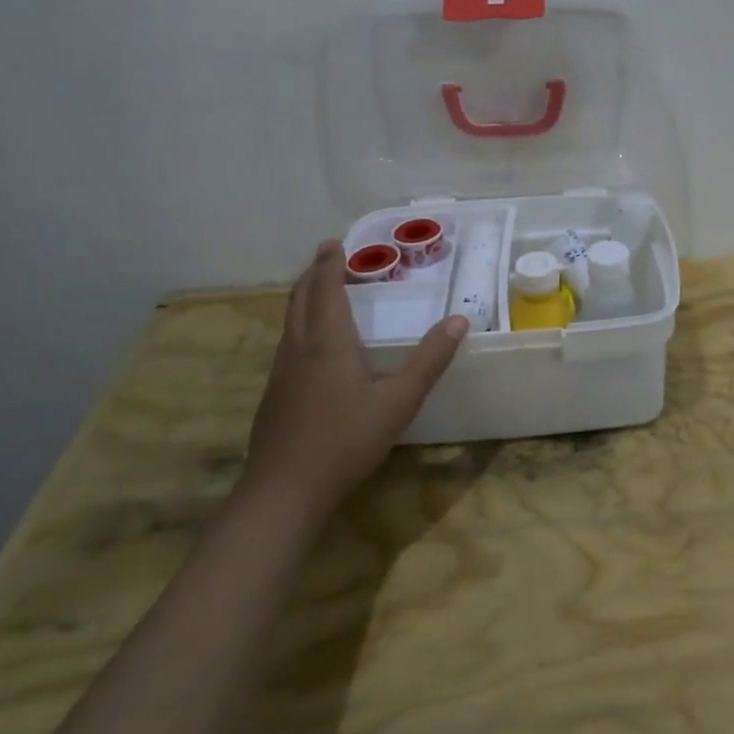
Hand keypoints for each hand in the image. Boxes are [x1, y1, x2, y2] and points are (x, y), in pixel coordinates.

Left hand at [245, 241, 466, 508]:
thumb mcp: (399, 401)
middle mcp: (299, 348)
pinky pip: (287, 342)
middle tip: (329, 256)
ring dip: (304, 297)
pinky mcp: (274, 395)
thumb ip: (430, 360)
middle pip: (300, 298)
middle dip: (314, 273)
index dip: (330, 263)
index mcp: (328, 342)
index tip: (334, 242)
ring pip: (289, 320)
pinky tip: (313, 345)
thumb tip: (459, 320)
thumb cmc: (346, 440)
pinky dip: (300, 323)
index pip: (326, 289)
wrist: (284, 491)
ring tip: (322, 290)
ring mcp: (281, 372)